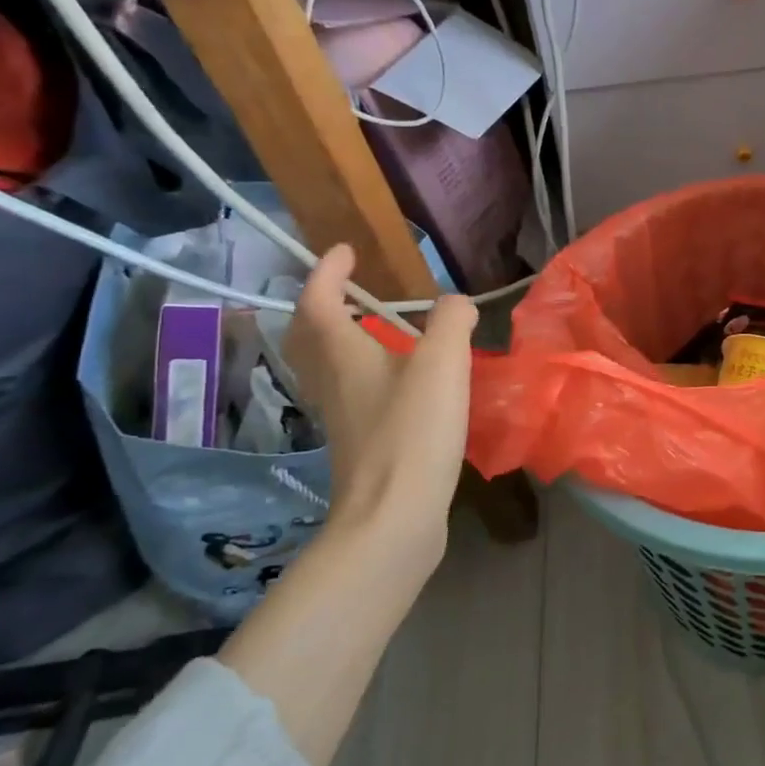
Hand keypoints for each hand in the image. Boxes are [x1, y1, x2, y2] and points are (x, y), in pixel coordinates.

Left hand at [285, 246, 476, 566]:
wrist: (393, 515)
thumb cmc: (412, 430)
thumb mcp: (443, 363)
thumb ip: (452, 322)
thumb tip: (456, 303)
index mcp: (342, 354)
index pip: (317, 300)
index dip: (327, 271)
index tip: (346, 250)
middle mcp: (331, 381)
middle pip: (308, 336)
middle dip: (321, 305)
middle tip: (348, 290)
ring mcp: (341, 415)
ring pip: (326, 366)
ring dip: (340, 339)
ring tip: (378, 330)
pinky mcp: (358, 442)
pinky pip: (350, 391)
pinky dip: (364, 372)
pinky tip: (400, 382)